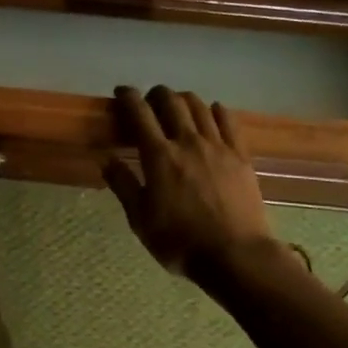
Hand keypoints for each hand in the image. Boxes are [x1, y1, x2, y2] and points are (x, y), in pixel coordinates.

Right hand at [102, 85, 275, 279]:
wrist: (235, 255)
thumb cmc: (180, 241)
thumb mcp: (140, 220)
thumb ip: (123, 185)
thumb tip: (106, 159)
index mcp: (159, 156)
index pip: (139, 114)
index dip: (128, 97)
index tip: (121, 92)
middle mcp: (188, 142)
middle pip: (171, 102)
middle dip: (157, 94)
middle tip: (149, 100)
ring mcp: (218, 146)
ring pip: (200, 106)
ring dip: (184, 99)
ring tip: (178, 105)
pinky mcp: (241, 155)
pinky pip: (228, 121)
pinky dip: (216, 110)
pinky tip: (212, 112)